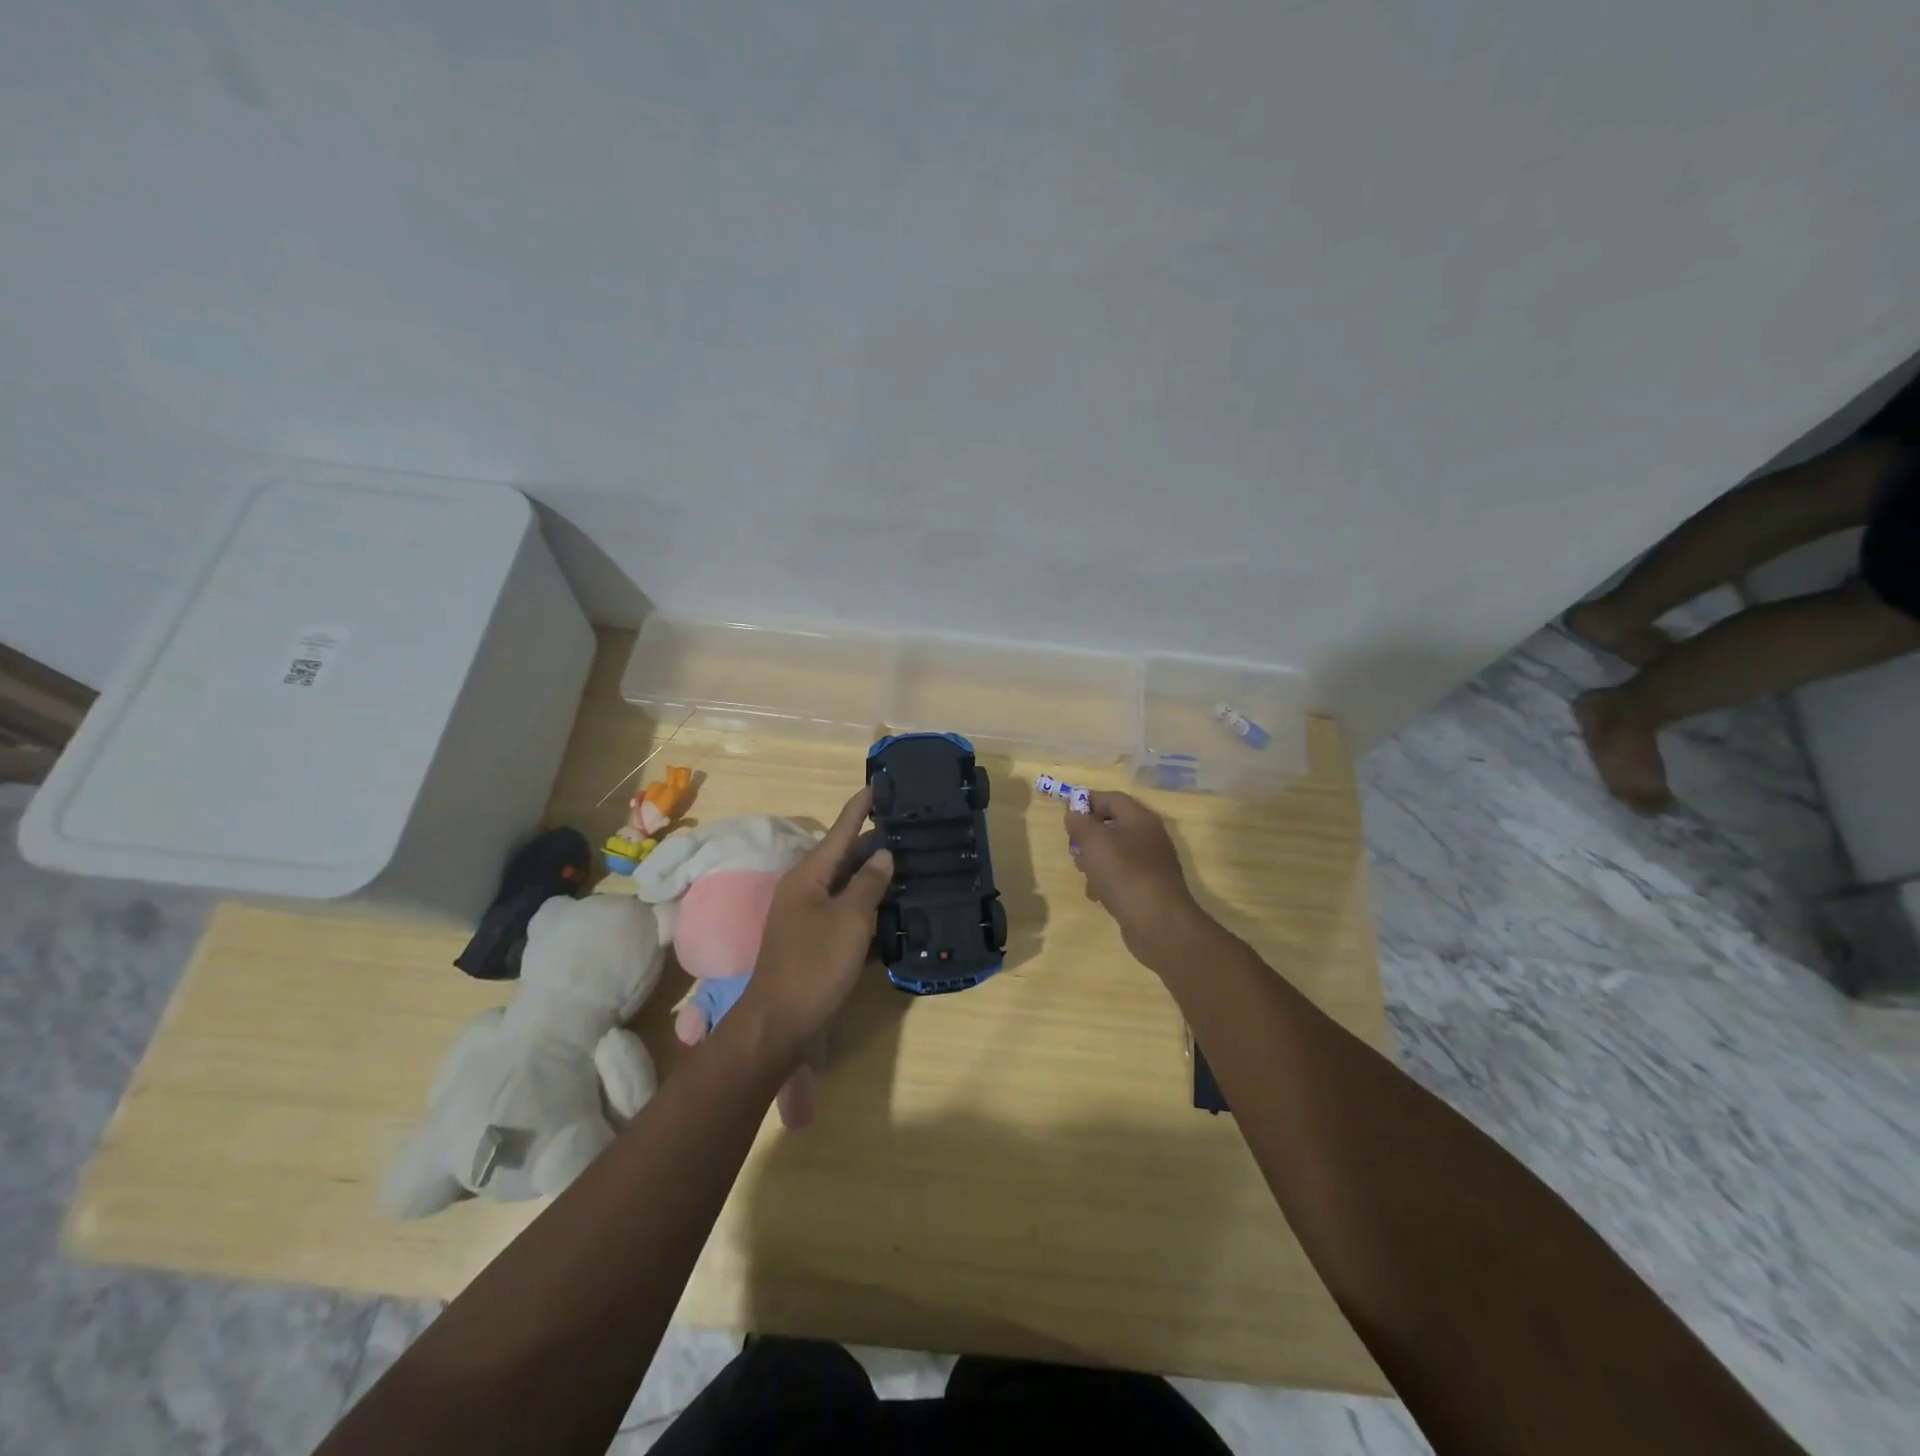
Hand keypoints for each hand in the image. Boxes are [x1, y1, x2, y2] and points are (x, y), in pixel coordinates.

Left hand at [738, 788, 892, 1060]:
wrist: (780, 1024)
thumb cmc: (815, 964)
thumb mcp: (849, 920)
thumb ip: (869, 883)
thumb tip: (883, 854)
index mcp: (808, 876)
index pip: (840, 830)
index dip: (860, 807)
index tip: (879, 783)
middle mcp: (807, 890)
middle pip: (845, 857)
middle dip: (875, 841)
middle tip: (910, 826)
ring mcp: (810, 918)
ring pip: (849, 887)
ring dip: (876, 877)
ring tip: (910, 862)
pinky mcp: (818, 944)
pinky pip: (849, 916)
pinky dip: (870, 910)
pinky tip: (896, 911)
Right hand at [1065, 790, 1209, 965]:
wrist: (1158, 923)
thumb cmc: (1124, 874)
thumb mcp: (1094, 842)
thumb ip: (1080, 823)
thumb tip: (1074, 814)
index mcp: (1139, 818)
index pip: (1111, 798)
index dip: (1087, 801)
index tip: (1066, 814)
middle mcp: (1148, 836)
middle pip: (1112, 825)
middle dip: (1088, 836)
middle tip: (1074, 849)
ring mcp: (1150, 863)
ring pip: (1113, 852)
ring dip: (1094, 861)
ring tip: (1086, 875)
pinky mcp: (1148, 886)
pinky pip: (1121, 875)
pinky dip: (1107, 881)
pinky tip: (1099, 896)